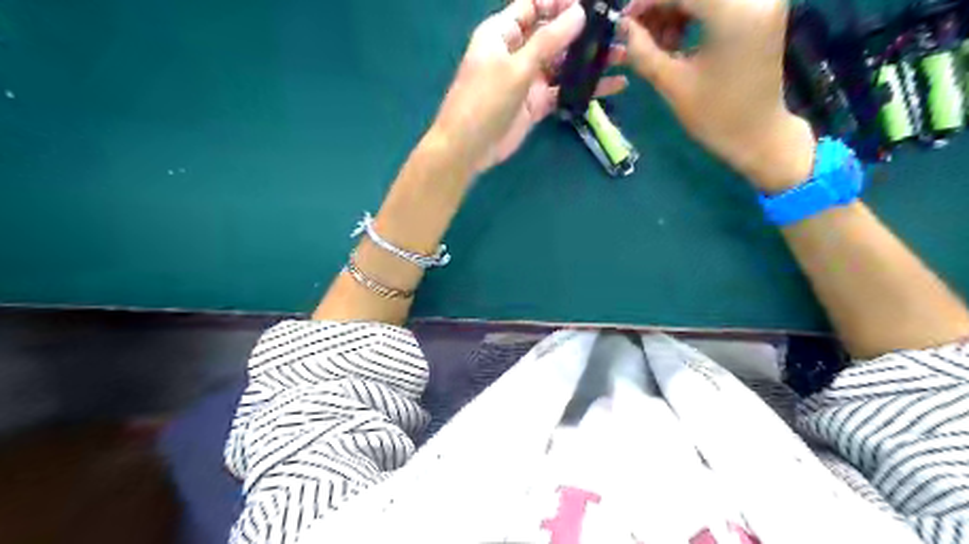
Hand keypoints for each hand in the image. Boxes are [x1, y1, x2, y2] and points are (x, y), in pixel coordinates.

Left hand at [429, 0, 628, 172]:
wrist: (468, 148)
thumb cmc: (484, 100)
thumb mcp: (515, 67)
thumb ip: (548, 41)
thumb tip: (578, 13)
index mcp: (503, 33)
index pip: (534, 6)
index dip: (561, 1)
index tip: (593, 2)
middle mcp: (517, 51)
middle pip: (553, 33)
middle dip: (583, 30)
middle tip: (618, 27)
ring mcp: (528, 79)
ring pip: (562, 63)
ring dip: (589, 59)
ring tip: (622, 53)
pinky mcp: (537, 103)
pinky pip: (564, 90)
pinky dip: (585, 89)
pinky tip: (613, 85)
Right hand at [621, 0, 815, 192]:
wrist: (759, 134)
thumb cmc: (715, 116)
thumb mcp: (672, 84)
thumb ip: (643, 51)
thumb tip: (623, 28)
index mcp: (734, 13)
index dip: (646, 1)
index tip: (624, 22)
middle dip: (661, 5)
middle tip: (638, 33)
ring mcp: (763, 1)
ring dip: (676, 9)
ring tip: (658, 43)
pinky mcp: (762, 10)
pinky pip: (718, 2)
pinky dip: (694, 13)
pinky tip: (677, 39)